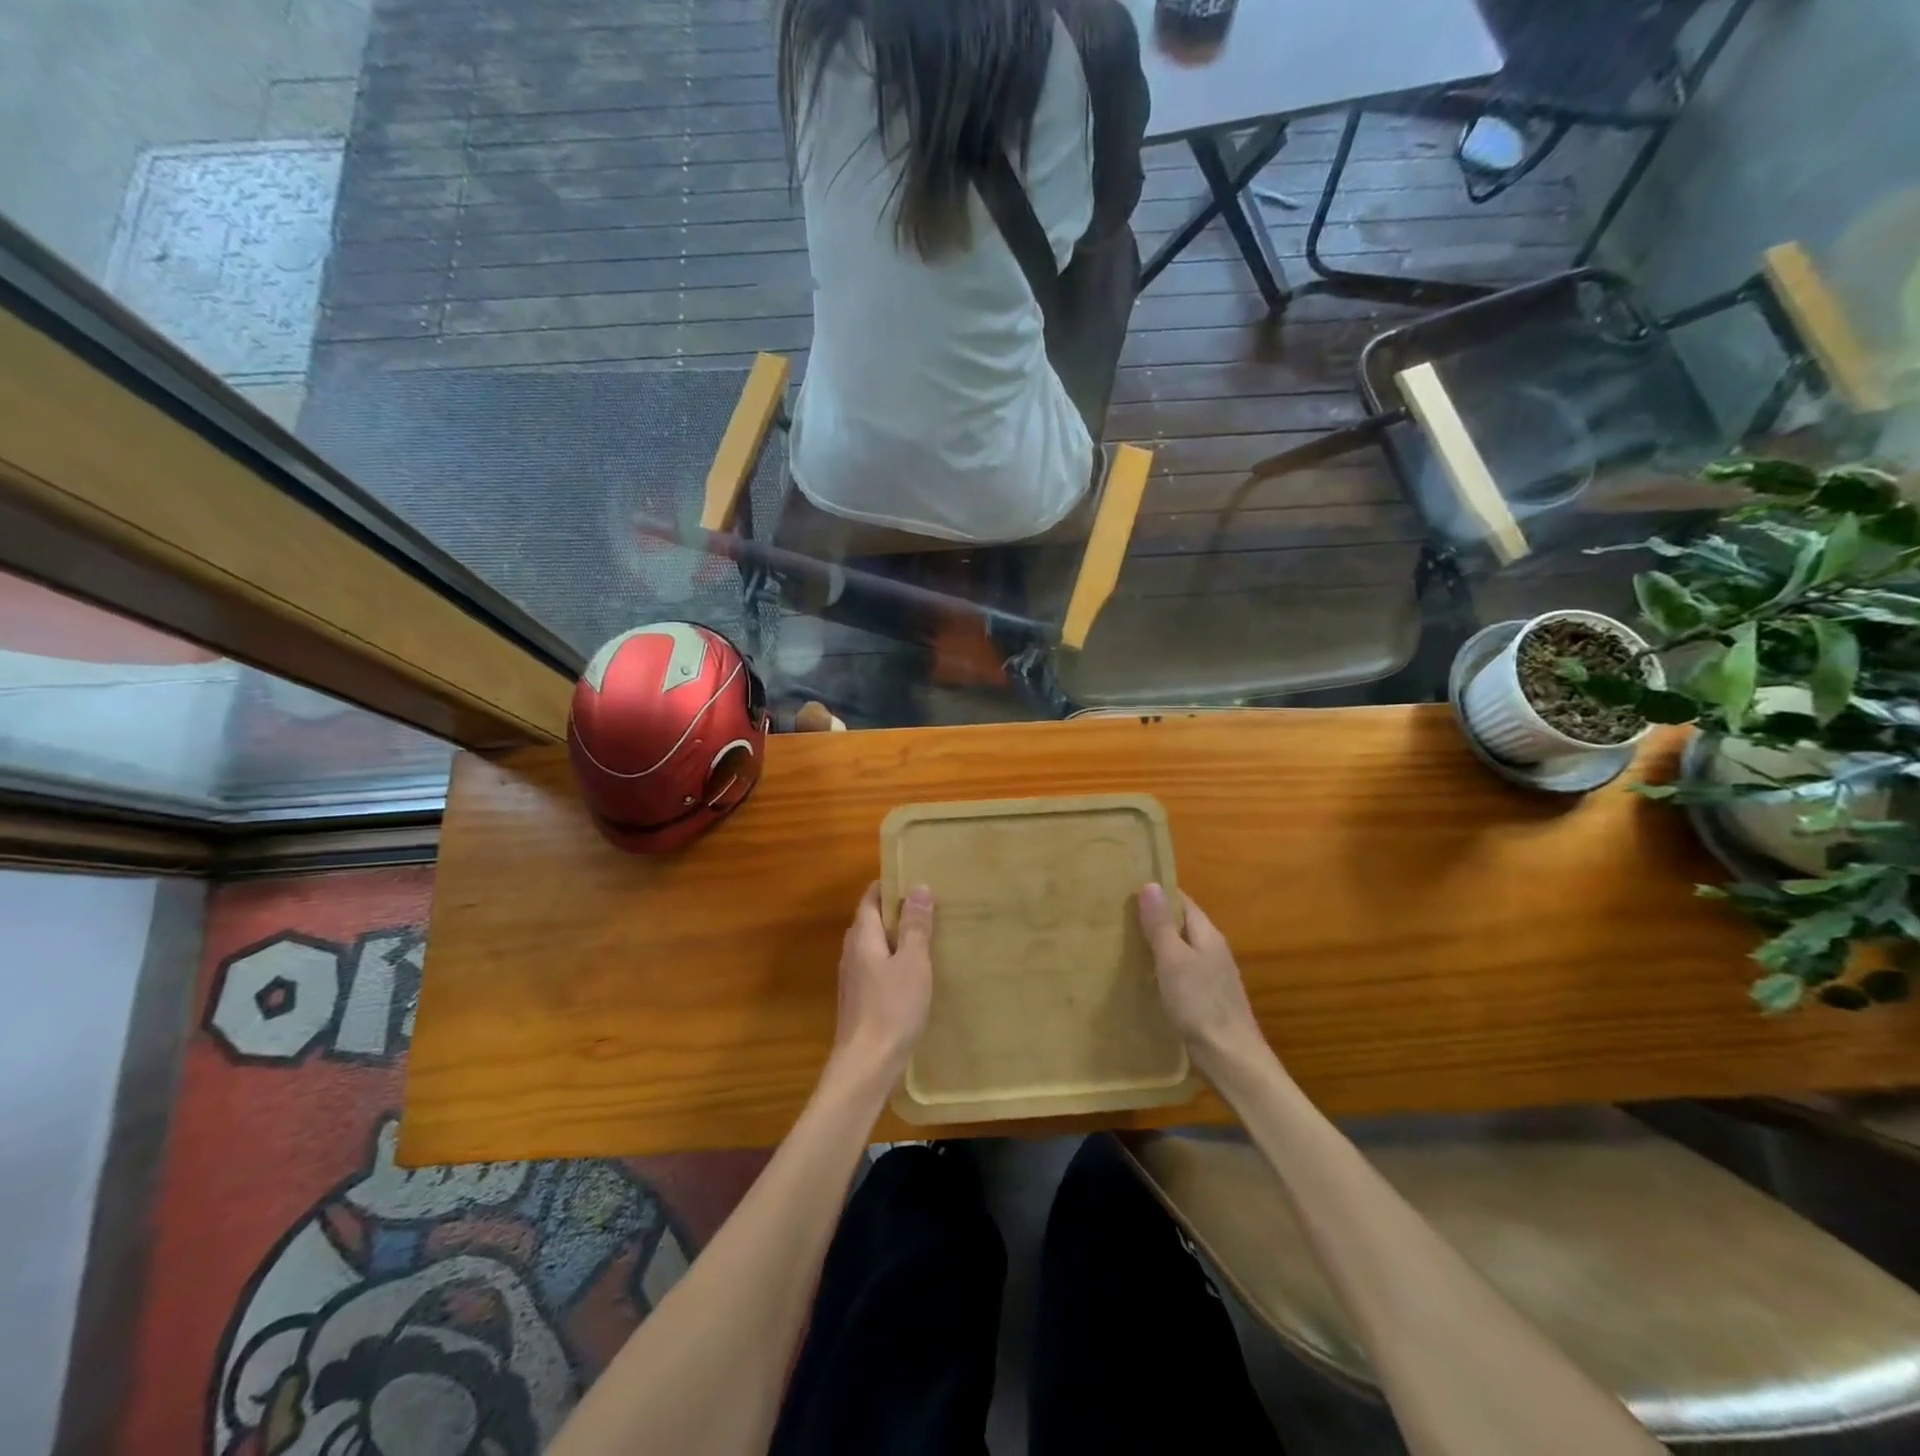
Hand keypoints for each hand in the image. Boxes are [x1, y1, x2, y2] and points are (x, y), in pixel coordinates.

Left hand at [830, 882, 933, 1083]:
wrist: (866, 1065)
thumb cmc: (892, 1008)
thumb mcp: (912, 963)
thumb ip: (915, 925)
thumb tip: (918, 887)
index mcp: (862, 936)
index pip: (871, 897)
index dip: (891, 886)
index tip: (917, 880)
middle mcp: (852, 951)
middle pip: (872, 920)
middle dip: (898, 911)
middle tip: (931, 906)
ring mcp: (853, 977)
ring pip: (875, 945)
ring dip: (898, 937)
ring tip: (929, 935)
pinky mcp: (860, 998)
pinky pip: (877, 966)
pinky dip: (895, 960)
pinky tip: (916, 972)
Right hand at [1138, 883, 1268, 1077]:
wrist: (1230, 1057)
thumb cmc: (1200, 1003)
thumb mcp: (1173, 960)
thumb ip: (1160, 924)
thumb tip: (1150, 884)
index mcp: (1207, 934)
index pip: (1182, 901)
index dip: (1157, 892)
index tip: (1126, 888)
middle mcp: (1212, 949)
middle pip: (1180, 924)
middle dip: (1153, 918)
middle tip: (1117, 915)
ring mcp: (1211, 975)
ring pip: (1179, 949)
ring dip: (1156, 944)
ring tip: (1122, 942)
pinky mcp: (1205, 997)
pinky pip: (1179, 972)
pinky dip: (1161, 968)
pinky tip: (1143, 977)